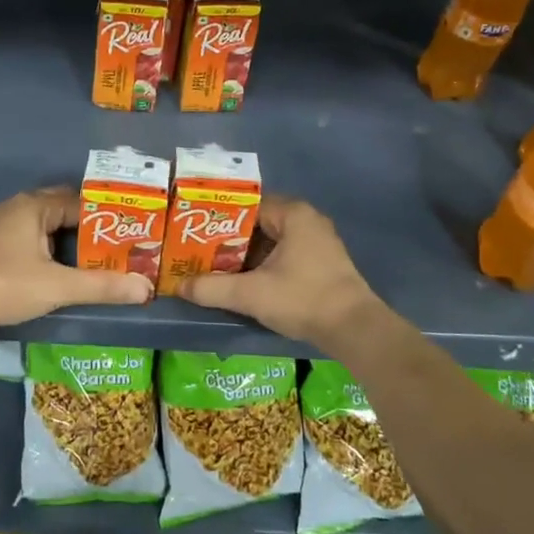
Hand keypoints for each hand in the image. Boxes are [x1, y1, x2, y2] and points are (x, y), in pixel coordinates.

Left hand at [0, 188, 151, 331]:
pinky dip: (34, 245)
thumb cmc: (8, 284)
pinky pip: (17, 235)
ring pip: (35, 223)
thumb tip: (145, 290)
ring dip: (56, 237)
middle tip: (105, 247)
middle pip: (55, 208)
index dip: (101, 218)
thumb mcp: (60, 287)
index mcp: (32, 206)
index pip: (77, 203)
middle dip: (79, 226)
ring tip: (80, 258)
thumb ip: (102, 286)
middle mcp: (12, 205)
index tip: (122, 234)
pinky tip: (43, 267)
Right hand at [178, 196, 386, 350]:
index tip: (195, 230)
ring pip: (271, 241)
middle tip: (199, 250)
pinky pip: (285, 254)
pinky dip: (264, 264)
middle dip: (229, 237)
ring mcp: (318, 241)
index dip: (219, 217)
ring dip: (246, 254)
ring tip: (215, 265)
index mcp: (293, 214)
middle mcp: (307, 220)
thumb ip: (212, 288)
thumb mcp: (250, 294)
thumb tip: (179, 286)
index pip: (246, 204)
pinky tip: (244, 280)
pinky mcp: (322, 263)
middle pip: (258, 223)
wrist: (354, 329)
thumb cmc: (302, 299)